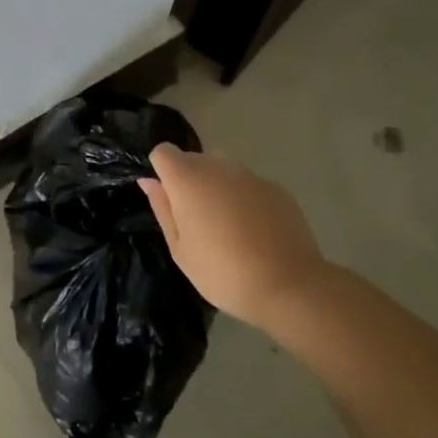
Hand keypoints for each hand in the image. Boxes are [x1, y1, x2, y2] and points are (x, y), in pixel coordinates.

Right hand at [138, 145, 331, 332]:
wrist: (288, 285)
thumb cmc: (222, 272)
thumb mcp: (180, 248)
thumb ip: (163, 208)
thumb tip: (149, 181)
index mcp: (188, 179)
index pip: (163, 152)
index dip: (161, 172)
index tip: (169, 201)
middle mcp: (218, 166)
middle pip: (194, 159)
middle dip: (189, 181)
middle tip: (196, 222)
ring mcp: (251, 176)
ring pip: (223, 170)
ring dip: (217, 188)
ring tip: (227, 227)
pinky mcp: (277, 189)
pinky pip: (249, 185)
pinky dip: (244, 199)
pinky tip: (254, 232)